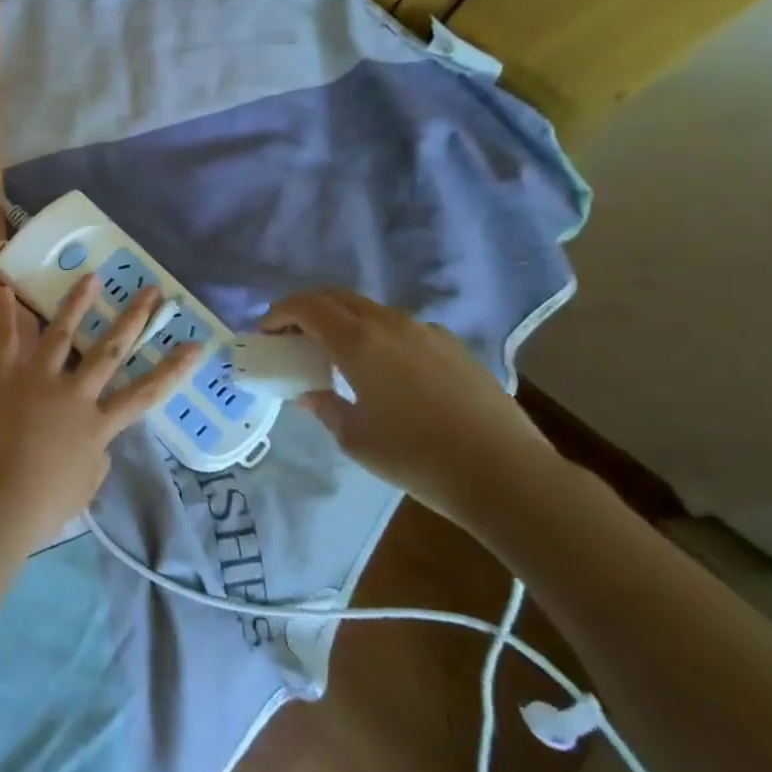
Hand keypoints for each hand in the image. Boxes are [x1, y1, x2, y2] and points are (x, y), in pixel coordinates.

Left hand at [0, 277, 204, 551]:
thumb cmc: (41, 508)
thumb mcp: (85, 487)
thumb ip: (96, 455)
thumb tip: (96, 439)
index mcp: (97, 426)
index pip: (145, 393)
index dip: (173, 369)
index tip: (196, 344)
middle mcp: (73, 395)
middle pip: (109, 350)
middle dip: (133, 318)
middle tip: (152, 291)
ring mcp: (36, 382)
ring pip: (61, 334)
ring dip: (78, 303)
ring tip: (93, 276)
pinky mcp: (3, 379)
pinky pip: (6, 342)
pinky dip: (6, 316)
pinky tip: (5, 290)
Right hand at [261, 288, 550, 516]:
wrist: (505, 473)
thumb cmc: (417, 457)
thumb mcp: (355, 438)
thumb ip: (325, 407)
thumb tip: (310, 394)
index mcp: (359, 342)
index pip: (307, 306)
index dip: (280, 313)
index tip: (266, 332)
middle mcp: (390, 324)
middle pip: (338, 298)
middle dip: (308, 310)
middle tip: (292, 336)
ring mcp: (426, 331)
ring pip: (371, 310)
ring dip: (343, 321)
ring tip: (336, 355)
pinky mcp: (453, 346)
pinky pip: (401, 328)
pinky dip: (377, 335)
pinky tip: (385, 371)